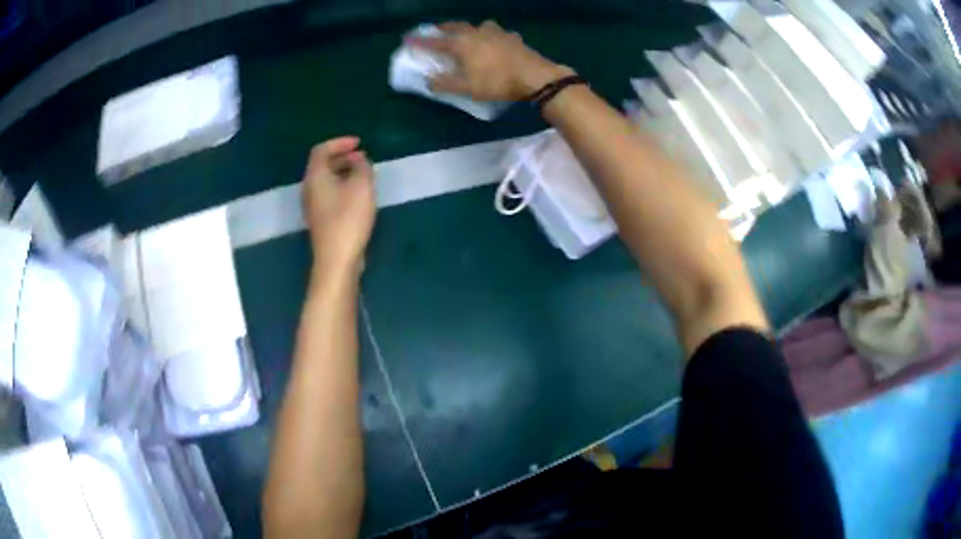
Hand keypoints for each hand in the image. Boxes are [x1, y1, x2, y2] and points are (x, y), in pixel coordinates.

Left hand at [302, 137, 375, 277]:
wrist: (337, 259)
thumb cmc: (348, 218)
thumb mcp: (361, 186)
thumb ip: (362, 167)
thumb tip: (359, 161)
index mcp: (315, 176)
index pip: (322, 150)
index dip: (339, 143)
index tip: (359, 143)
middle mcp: (309, 189)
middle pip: (322, 165)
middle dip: (342, 157)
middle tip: (362, 158)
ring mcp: (313, 206)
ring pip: (326, 180)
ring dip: (343, 172)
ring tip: (363, 175)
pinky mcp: (321, 219)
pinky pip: (330, 194)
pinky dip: (342, 187)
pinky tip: (358, 195)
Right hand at [407, 20, 572, 101]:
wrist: (534, 76)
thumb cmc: (497, 82)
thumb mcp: (468, 88)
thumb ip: (446, 84)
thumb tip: (428, 81)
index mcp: (462, 44)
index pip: (435, 42)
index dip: (420, 41)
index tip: (407, 39)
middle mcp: (477, 33)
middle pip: (456, 27)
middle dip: (444, 28)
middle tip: (436, 30)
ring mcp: (497, 32)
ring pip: (478, 26)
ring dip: (469, 28)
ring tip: (468, 34)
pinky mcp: (512, 37)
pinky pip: (497, 33)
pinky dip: (491, 36)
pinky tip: (496, 42)